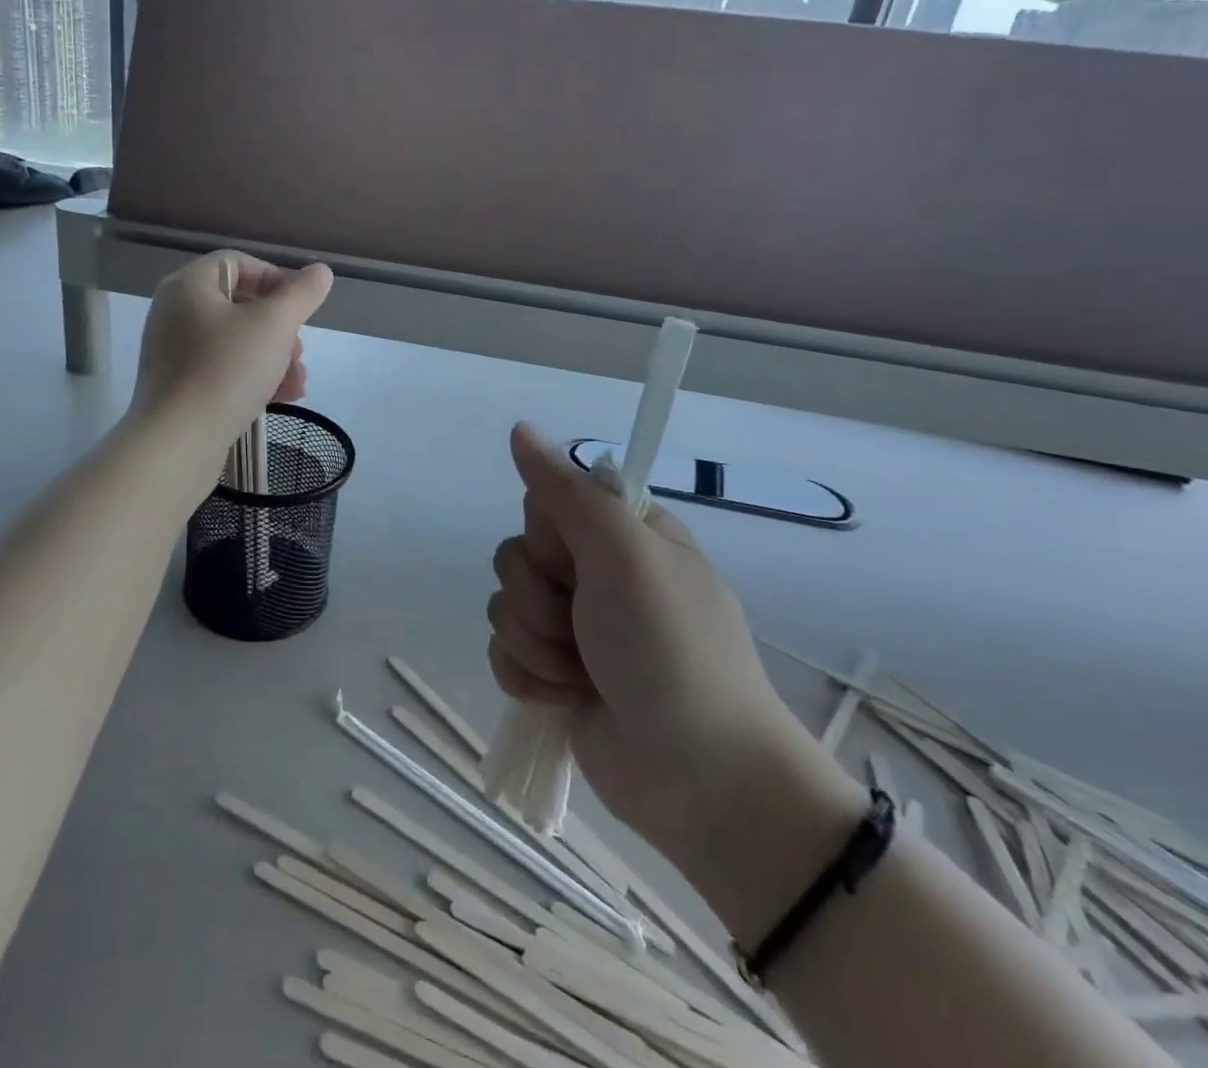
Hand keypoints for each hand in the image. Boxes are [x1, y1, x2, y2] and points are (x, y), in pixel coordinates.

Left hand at [129, 250, 333, 467]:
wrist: (177, 441)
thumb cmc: (226, 370)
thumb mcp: (274, 326)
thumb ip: (301, 294)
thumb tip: (320, 271)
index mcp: (189, 285)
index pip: (237, 263)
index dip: (274, 278)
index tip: (299, 308)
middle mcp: (174, 311)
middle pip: (239, 304)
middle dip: (279, 329)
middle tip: (299, 353)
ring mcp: (172, 349)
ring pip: (234, 341)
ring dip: (272, 357)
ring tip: (296, 384)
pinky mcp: (176, 384)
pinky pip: (220, 367)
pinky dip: (250, 376)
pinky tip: (277, 399)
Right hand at [486, 424, 828, 860]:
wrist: (703, 780)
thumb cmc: (671, 651)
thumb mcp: (624, 555)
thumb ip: (566, 491)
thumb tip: (520, 427)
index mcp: (621, 537)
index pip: (545, 505)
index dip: (548, 536)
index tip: (576, 561)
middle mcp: (595, 576)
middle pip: (516, 557)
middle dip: (539, 598)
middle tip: (585, 625)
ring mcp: (574, 630)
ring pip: (505, 608)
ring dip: (537, 644)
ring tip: (584, 674)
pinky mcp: (555, 676)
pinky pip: (504, 655)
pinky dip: (529, 678)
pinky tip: (564, 698)